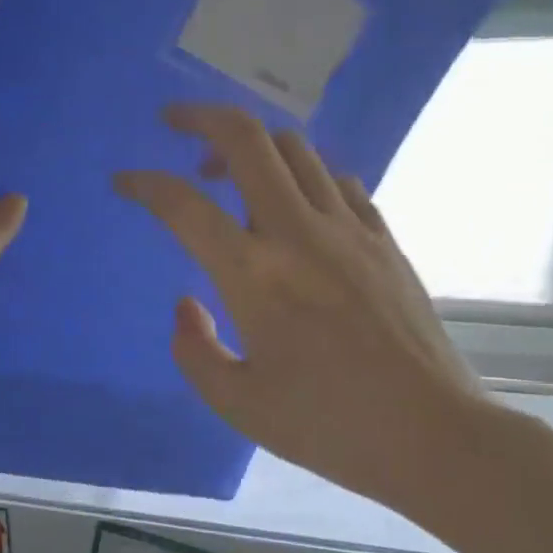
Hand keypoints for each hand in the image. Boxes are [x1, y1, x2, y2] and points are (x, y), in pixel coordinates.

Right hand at [115, 105, 503, 522]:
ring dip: (253, 145)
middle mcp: (299, 234)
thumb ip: (194, 350)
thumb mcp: (236, 404)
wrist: (430, 434)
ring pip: (297, 150)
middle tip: (174, 123)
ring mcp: (350, 230)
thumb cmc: (327, 425)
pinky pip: (339, 181)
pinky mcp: (385, 240)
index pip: (184, 206)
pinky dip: (305, 176)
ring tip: (229, 170)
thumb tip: (186, 304)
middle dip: (202, 118)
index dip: (145, 185)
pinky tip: (296, 205)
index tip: (123, 182)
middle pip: (247, 140)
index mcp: (253, 276)